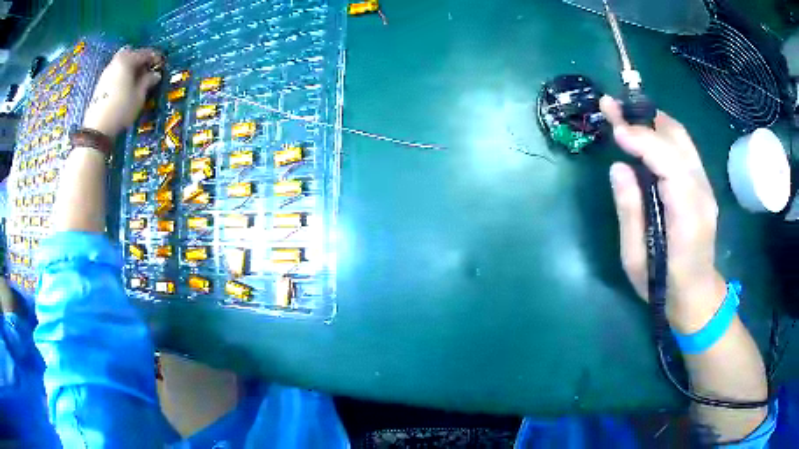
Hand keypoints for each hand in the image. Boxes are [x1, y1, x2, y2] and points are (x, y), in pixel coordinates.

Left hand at [82, 47, 163, 138]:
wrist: (97, 128)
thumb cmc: (121, 109)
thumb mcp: (139, 95)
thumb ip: (148, 81)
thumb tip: (155, 74)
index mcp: (127, 60)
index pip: (145, 53)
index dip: (155, 57)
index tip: (161, 65)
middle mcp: (116, 61)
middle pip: (131, 53)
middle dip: (140, 59)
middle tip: (147, 69)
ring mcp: (107, 72)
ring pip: (122, 62)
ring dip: (131, 67)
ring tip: (137, 79)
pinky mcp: (101, 83)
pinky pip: (116, 71)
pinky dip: (123, 74)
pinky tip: (126, 85)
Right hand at [600, 96, 726, 333]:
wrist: (696, 295)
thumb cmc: (662, 285)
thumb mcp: (635, 259)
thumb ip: (630, 212)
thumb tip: (619, 167)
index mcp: (687, 216)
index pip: (668, 162)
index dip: (641, 139)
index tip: (613, 128)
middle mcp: (702, 193)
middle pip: (677, 141)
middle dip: (643, 118)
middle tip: (611, 106)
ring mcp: (706, 187)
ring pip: (682, 139)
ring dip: (652, 120)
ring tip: (624, 113)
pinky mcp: (703, 185)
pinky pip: (684, 148)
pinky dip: (662, 133)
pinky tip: (645, 132)